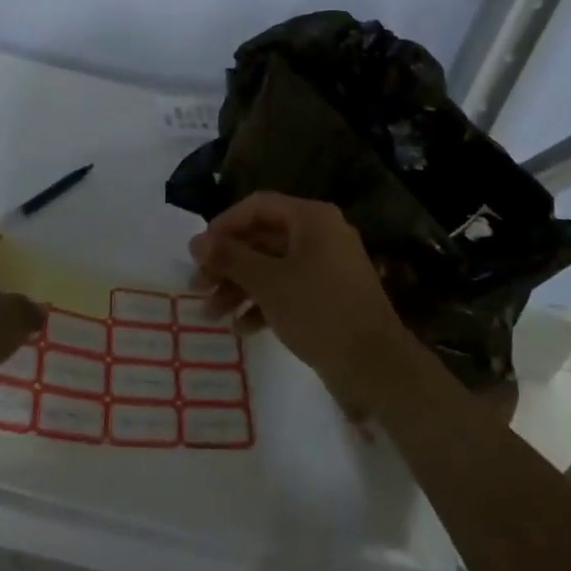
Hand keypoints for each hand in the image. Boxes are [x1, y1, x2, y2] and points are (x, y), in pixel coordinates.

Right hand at [188, 193, 406, 410]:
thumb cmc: (319, 311)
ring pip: (273, 266)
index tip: (198, 252)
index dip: (224, 224)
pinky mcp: (328, 296)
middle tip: (198, 287)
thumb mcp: (268, 282)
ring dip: (240, 287)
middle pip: (263, 238)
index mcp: (311, 218)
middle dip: (228, 263)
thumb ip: (230, 257)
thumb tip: (196, 241)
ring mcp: (327, 266)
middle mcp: (321, 234)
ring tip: (212, 314)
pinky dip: (264, 303)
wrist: (374, 364)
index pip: (258, 206)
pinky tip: (242, 328)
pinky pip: (289, 289)